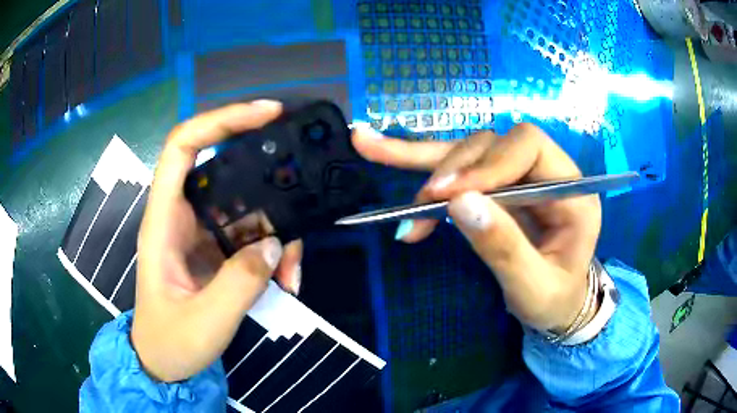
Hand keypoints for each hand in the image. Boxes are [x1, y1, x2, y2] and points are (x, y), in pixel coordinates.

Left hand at [131, 101, 302, 381]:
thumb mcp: (205, 321)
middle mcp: (182, 217)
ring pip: (248, 207)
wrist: (165, 364)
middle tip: (302, 176)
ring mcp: (203, 234)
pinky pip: (253, 236)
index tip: (266, 113)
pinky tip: (287, 283)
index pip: (182, 147)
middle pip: (226, 170)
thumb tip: (274, 243)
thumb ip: (240, 282)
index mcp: (163, 221)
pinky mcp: (219, 252)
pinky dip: (275, 254)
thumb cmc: (171, 342)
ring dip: (278, 231)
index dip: (220, 120)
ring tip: (294, 273)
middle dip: (266, 172)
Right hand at [352, 123, 601, 331]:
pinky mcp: (493, 186)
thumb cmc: (554, 301)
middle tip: (424, 204)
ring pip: (468, 150)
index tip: (450, 194)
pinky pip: (455, 167)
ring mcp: (518, 175)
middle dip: (455, 168)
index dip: (488, 162)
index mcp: (571, 189)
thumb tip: (459, 202)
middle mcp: (546, 171)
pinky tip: (374, 146)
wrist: (557, 305)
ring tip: (383, 168)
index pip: (529, 146)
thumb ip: (504, 247)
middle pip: (494, 143)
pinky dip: (416, 161)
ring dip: (427, 167)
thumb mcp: (534, 288)